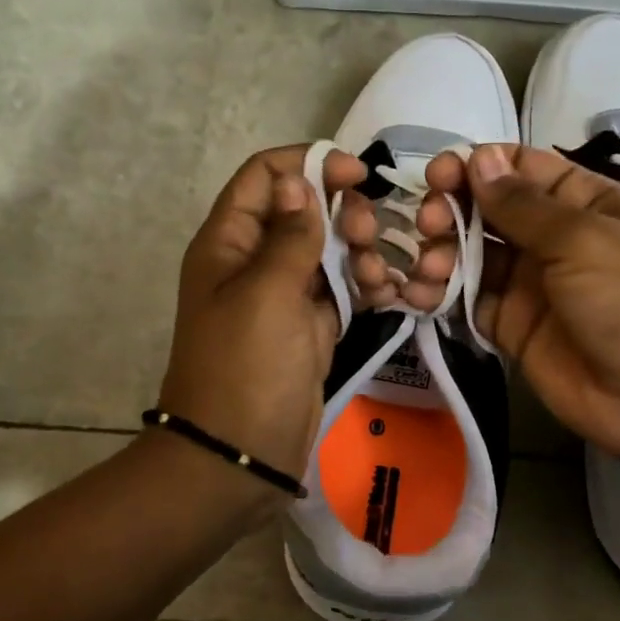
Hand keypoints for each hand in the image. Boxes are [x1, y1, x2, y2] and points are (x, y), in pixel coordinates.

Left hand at [157, 146, 379, 518]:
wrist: (239, 456)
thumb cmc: (246, 367)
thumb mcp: (267, 293)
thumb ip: (290, 234)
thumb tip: (298, 180)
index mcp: (229, 242)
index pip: (265, 176)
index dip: (309, 164)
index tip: (357, 173)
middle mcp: (254, 261)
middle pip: (303, 209)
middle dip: (343, 212)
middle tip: (370, 233)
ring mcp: (283, 296)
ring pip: (327, 250)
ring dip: (360, 252)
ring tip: (379, 277)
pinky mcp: (308, 328)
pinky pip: (340, 291)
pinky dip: (365, 286)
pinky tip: (391, 293)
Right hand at [406, 143, 619, 465]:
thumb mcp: (583, 241)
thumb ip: (523, 205)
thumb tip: (478, 157)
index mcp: (582, 203)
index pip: (521, 168)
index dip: (479, 166)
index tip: (440, 175)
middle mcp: (552, 237)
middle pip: (488, 208)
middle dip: (452, 208)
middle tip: (429, 224)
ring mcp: (528, 283)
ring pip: (471, 253)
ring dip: (441, 251)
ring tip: (428, 266)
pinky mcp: (509, 325)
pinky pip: (466, 299)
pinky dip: (438, 293)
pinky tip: (418, 293)